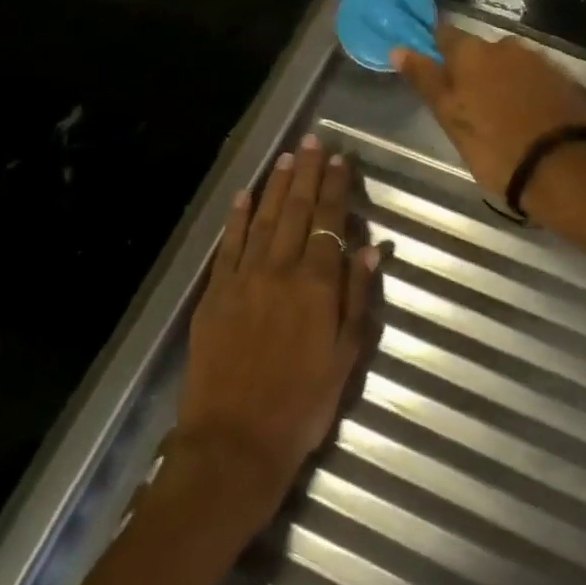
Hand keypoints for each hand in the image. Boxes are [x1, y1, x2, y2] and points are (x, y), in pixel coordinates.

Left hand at [173, 133, 377, 527]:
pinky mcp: (215, 293)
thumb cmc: (301, 406)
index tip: (341, 159)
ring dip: (277, 185)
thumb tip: (370, 251)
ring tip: (288, 157)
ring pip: (264, 219)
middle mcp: (279, 271)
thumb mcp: (345, 359)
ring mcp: (243, 279)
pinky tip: (245, 194)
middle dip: (308, 174)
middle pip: (297, 211)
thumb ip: (356, 299)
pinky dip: (237, 217)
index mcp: (316, 286)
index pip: (329, 223)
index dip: (337, 188)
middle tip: (313, 141)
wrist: (234, 444)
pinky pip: (228, 245)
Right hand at [391, 24, 585, 216]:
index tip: (431, 69)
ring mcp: (539, 60)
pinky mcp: (564, 79)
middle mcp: (506, 46)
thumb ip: (426, 80)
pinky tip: (525, 116)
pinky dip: (524, 91)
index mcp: (472, 52)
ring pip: (508, 64)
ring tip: (498, 115)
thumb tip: (399, 48)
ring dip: (500, 80)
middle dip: (472, 70)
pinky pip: (533, 78)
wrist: (565, 169)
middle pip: (480, 50)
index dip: (436, 49)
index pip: (445, 34)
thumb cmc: (495, 147)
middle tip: (467, 105)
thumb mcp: (451, 118)